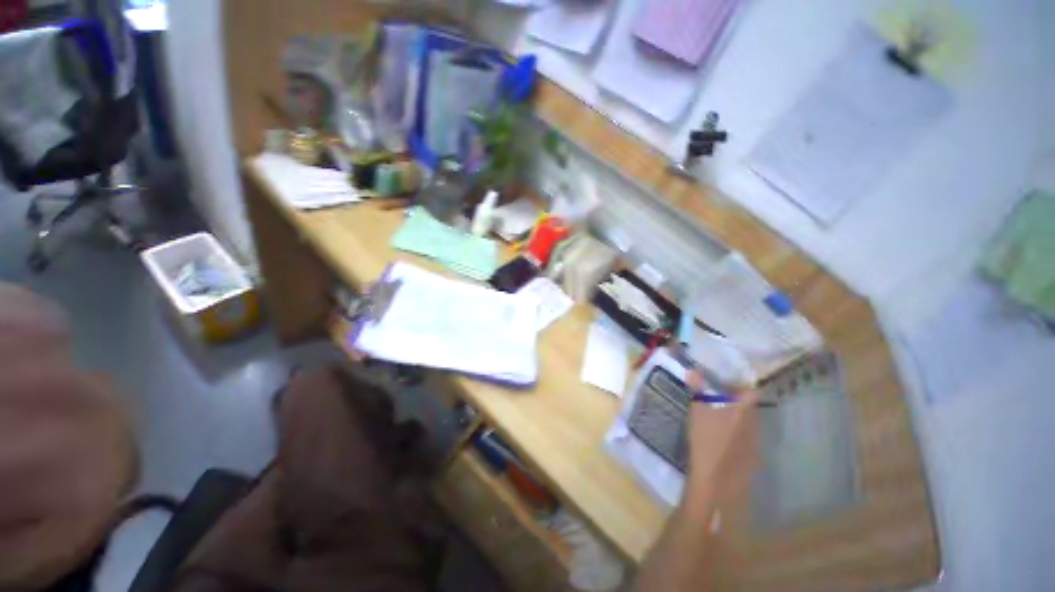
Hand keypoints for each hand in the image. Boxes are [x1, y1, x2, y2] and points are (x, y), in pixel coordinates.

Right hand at [683, 371, 760, 503]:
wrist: (714, 481)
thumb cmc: (706, 440)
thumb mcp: (697, 411)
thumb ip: (697, 390)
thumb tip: (693, 371)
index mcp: (743, 411)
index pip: (752, 391)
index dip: (740, 385)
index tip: (725, 383)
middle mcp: (754, 424)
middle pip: (750, 407)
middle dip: (735, 401)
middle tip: (716, 399)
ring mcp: (755, 443)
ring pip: (749, 423)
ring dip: (736, 418)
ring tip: (718, 419)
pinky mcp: (752, 458)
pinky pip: (746, 439)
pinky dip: (736, 434)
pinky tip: (721, 440)